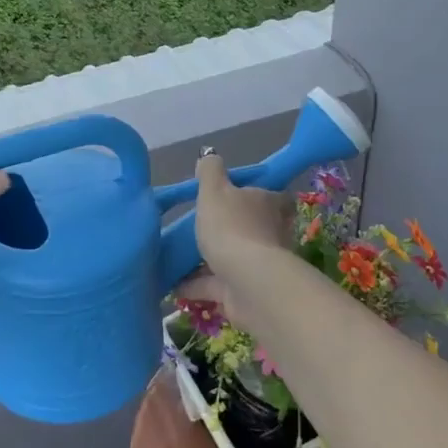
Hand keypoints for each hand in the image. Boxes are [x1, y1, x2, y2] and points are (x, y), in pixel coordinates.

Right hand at [190, 152, 292, 290]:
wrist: (247, 282)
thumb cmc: (231, 227)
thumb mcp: (214, 190)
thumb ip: (210, 171)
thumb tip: (209, 156)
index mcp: (268, 204)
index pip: (275, 195)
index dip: (260, 194)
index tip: (240, 194)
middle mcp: (269, 233)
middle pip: (254, 227)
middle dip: (231, 228)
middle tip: (203, 226)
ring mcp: (258, 265)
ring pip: (233, 258)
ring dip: (210, 260)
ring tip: (179, 258)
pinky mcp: (244, 291)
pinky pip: (217, 285)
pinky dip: (196, 285)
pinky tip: (172, 285)